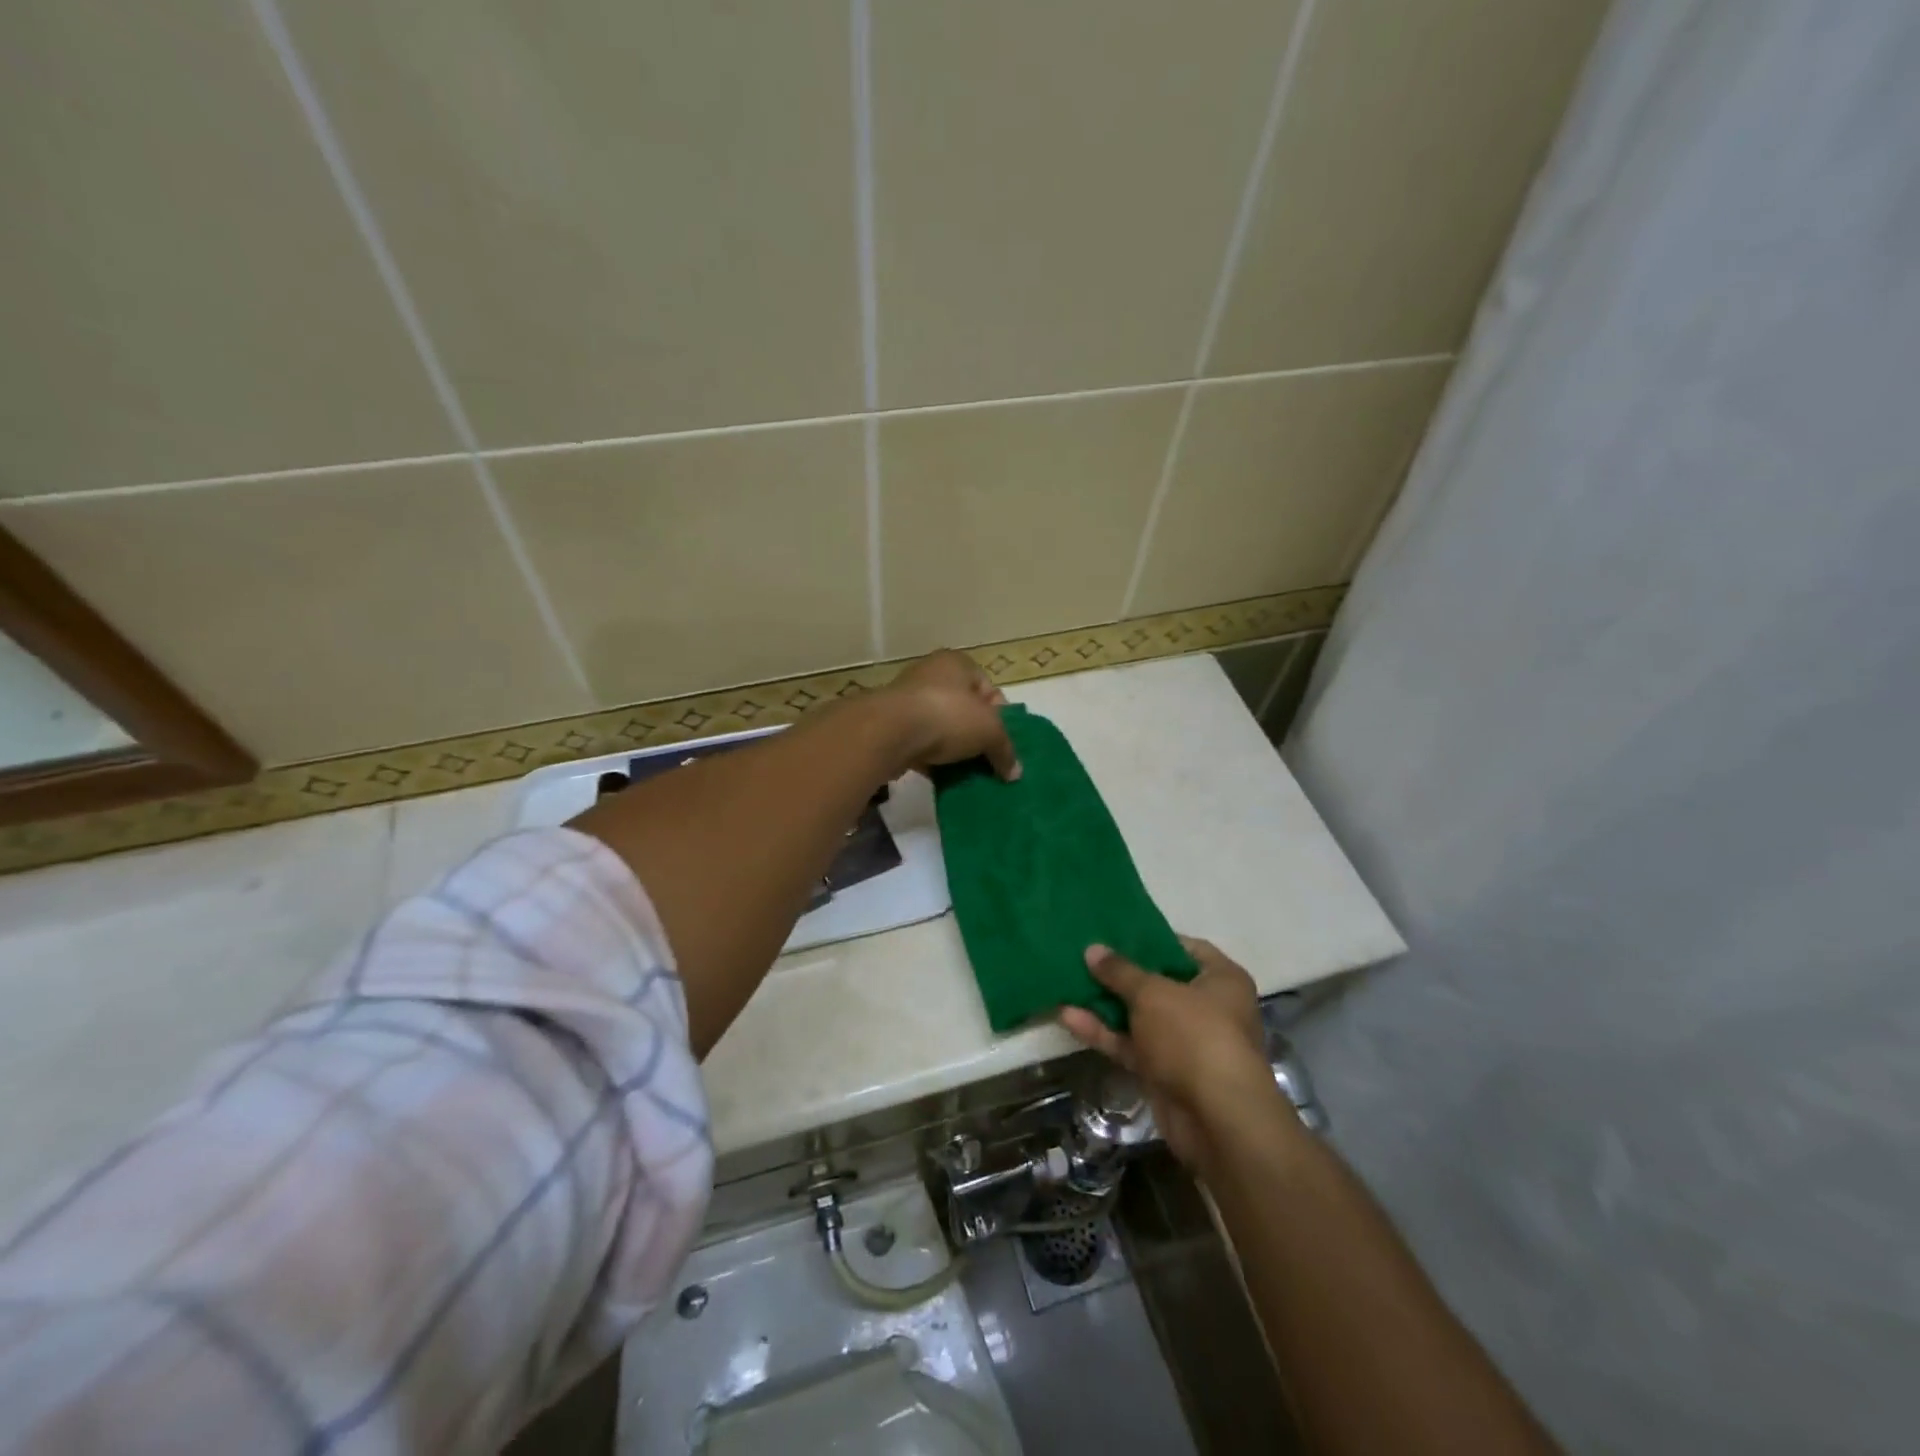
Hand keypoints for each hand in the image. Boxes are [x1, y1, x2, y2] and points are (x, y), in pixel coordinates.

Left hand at [881, 649, 1020, 780]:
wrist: (889, 732)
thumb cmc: (947, 716)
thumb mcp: (990, 731)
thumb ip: (1005, 749)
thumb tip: (1015, 773)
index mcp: (957, 664)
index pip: (989, 689)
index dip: (1001, 716)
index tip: (1004, 742)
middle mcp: (931, 675)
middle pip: (965, 709)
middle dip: (977, 736)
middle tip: (989, 760)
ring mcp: (907, 701)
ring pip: (941, 728)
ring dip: (954, 750)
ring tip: (968, 773)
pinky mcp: (892, 727)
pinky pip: (921, 745)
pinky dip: (933, 760)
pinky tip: (944, 778)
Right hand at [1060, 938, 1284, 1169]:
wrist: (1217, 1119)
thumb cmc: (1194, 1035)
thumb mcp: (1153, 993)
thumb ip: (1120, 971)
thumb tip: (1093, 949)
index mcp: (1221, 980)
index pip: (1185, 948)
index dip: (1151, 939)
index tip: (1115, 932)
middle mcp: (1208, 1008)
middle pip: (1158, 983)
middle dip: (1121, 973)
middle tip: (1083, 954)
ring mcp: (1185, 1043)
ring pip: (1139, 1016)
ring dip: (1106, 1004)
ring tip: (1067, 981)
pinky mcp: (1164, 1072)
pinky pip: (1130, 1045)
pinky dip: (1104, 1033)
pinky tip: (1068, 1017)